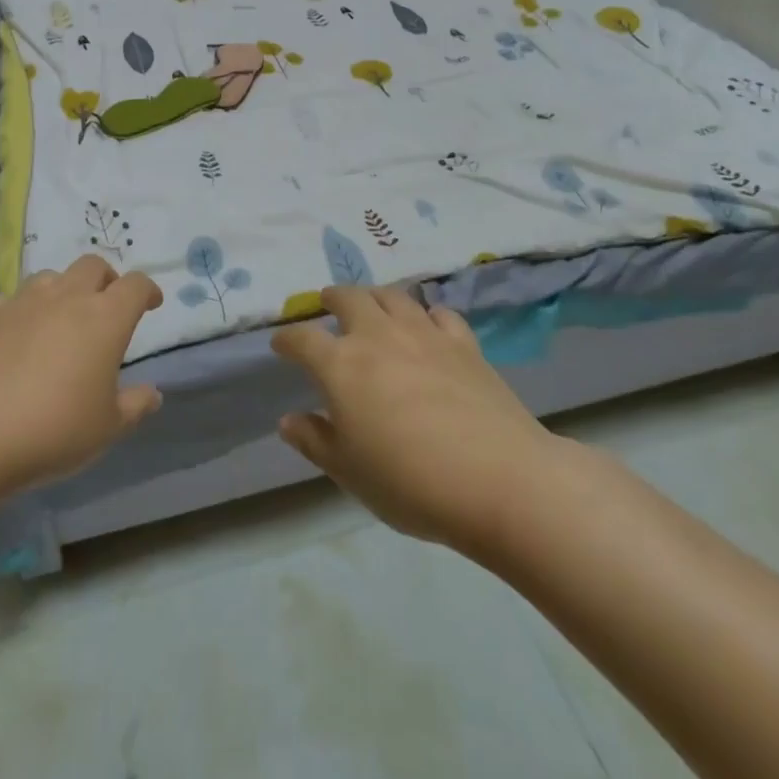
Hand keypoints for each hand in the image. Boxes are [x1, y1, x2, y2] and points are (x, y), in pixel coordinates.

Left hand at [0, 254, 163, 496]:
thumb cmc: (53, 429)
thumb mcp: (107, 427)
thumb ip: (135, 406)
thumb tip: (152, 394)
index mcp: (105, 318)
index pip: (135, 285)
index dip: (147, 290)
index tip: (151, 304)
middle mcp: (67, 298)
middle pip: (93, 265)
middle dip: (107, 279)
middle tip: (108, 305)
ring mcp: (23, 302)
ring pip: (52, 275)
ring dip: (65, 288)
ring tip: (64, 316)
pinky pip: (13, 298)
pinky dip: (24, 308)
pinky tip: (19, 332)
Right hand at [273, 287, 559, 557]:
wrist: (498, 480)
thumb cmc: (410, 482)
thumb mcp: (349, 472)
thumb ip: (314, 440)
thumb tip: (288, 420)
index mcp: (340, 365)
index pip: (303, 339)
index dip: (287, 339)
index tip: (280, 345)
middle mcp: (378, 337)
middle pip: (349, 298)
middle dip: (332, 298)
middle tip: (327, 303)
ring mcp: (424, 335)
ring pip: (392, 296)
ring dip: (375, 296)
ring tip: (371, 304)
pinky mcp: (464, 343)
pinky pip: (439, 314)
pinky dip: (426, 314)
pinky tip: (427, 325)